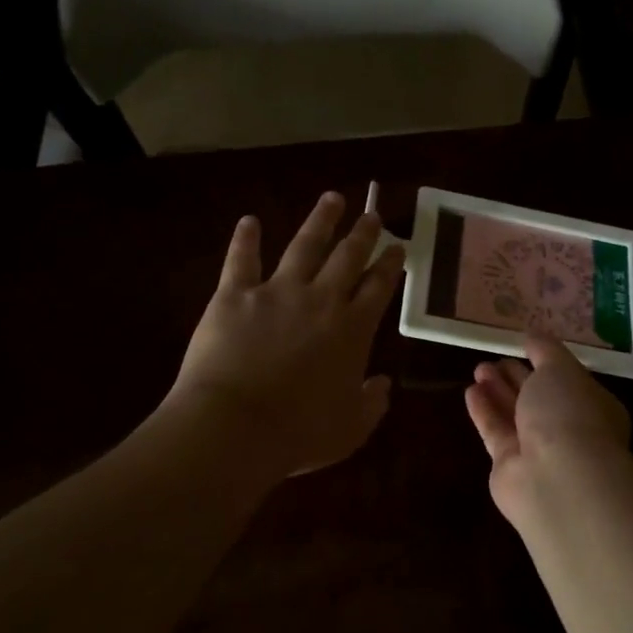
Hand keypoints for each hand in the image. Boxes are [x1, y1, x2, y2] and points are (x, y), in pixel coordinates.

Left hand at [167, 191, 405, 479]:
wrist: (235, 426)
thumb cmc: (299, 434)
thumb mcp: (351, 428)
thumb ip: (372, 403)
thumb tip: (382, 384)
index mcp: (352, 329)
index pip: (379, 287)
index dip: (390, 265)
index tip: (397, 247)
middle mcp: (320, 300)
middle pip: (347, 257)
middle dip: (363, 234)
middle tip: (372, 215)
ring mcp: (276, 292)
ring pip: (304, 246)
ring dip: (320, 221)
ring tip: (331, 199)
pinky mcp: (235, 295)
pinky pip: (242, 259)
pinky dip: (246, 239)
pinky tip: (249, 221)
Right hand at [464, 334, 632, 525]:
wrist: (558, 478)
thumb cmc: (569, 414)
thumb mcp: (561, 368)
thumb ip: (545, 350)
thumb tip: (532, 335)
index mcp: (591, 405)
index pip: (567, 380)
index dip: (546, 362)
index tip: (523, 345)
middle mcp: (567, 429)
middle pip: (537, 398)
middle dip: (517, 377)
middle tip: (494, 358)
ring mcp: (538, 451)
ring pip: (515, 414)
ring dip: (497, 391)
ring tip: (478, 368)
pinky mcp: (509, 466)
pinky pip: (495, 432)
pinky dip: (484, 411)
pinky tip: (471, 391)